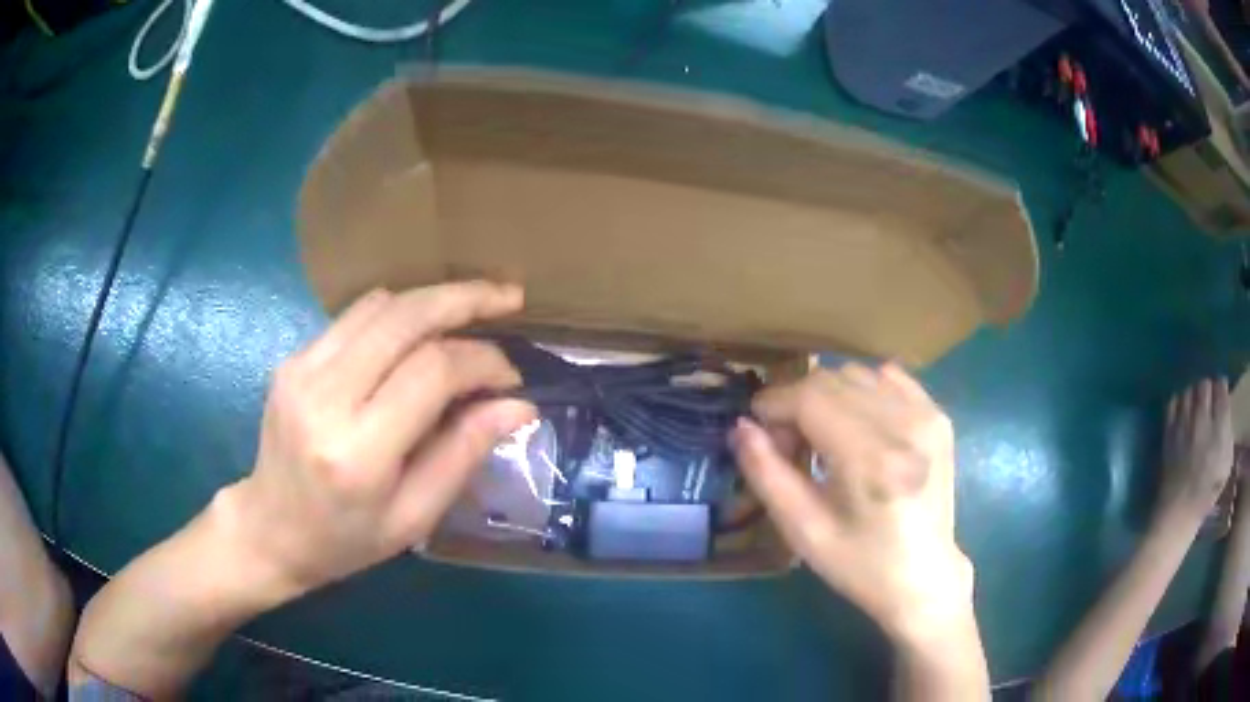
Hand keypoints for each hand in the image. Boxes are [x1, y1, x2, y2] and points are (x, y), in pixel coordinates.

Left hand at [219, 282, 536, 594]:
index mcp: (358, 451)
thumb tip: (519, 406)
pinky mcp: (293, 358)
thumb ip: (463, 454)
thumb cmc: (346, 539)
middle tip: (509, 297)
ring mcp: (301, 369)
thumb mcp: (414, 517)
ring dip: (432, 299)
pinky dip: (398, 314)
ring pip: (380, 304)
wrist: (270, 529)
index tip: (510, 377)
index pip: (432, 371)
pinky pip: (355, 316)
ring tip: (473, 308)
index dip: (482, 361)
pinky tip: (421, 329)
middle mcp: (324, 396)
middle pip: (405, 317)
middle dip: (465, 298)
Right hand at [730, 363, 972, 640]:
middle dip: (797, 402)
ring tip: (825, 439)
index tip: (759, 431)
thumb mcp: (803, 531)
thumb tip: (741, 426)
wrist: (924, 577)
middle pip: (831, 380)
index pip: (810, 397)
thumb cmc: (859, 564)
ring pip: (856, 374)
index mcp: (872, 461)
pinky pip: (887, 378)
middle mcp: (905, 426)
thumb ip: (766, 474)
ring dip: (827, 397)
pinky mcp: (938, 416)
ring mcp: (927, 416)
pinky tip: (858, 427)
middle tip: (789, 445)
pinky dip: (861, 392)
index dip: (774, 404)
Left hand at [1157, 378, 1233, 524]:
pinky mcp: (1169, 432)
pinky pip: (1173, 402)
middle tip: (1210, 398)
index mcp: (1219, 429)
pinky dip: (1179, 402)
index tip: (1222, 392)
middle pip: (1205, 385)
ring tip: (1197, 405)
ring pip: (1189, 390)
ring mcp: (1183, 425)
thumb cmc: (1207, 492)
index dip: (1222, 387)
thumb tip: (1226, 408)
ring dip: (1194, 393)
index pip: (1221, 389)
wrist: (1179, 513)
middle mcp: (1202, 421)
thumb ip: (1228, 432)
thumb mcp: (1226, 463)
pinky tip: (1183, 412)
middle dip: (1209, 388)